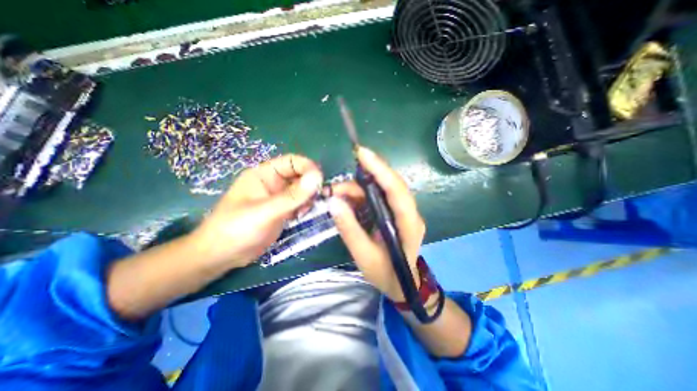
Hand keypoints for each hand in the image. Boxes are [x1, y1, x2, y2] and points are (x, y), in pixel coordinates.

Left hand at [189, 154, 322, 270]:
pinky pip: (299, 203)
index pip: (292, 161)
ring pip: (302, 190)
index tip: (320, 181)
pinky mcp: (282, 210)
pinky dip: (304, 207)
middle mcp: (273, 182)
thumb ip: (293, 196)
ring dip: (308, 198)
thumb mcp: (266, 211)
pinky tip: (299, 216)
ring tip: (303, 211)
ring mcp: (278, 197)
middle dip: (310, 186)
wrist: (221, 256)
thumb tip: (318, 177)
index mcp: (264, 174)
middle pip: (300, 175)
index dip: (308, 167)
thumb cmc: (236, 229)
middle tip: (314, 200)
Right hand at [328, 147, 424, 302]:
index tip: (363, 154)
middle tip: (345, 169)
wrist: (402, 285)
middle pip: (391, 184)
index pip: (397, 191)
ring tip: (336, 192)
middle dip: (369, 172)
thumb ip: (349, 229)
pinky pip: (377, 197)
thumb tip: (334, 201)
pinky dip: (361, 195)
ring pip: (382, 189)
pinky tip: (346, 198)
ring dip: (359, 187)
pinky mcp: (394, 212)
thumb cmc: (385, 274)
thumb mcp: (363, 256)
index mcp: (408, 224)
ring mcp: (403, 211)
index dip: (381, 170)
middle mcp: (409, 213)